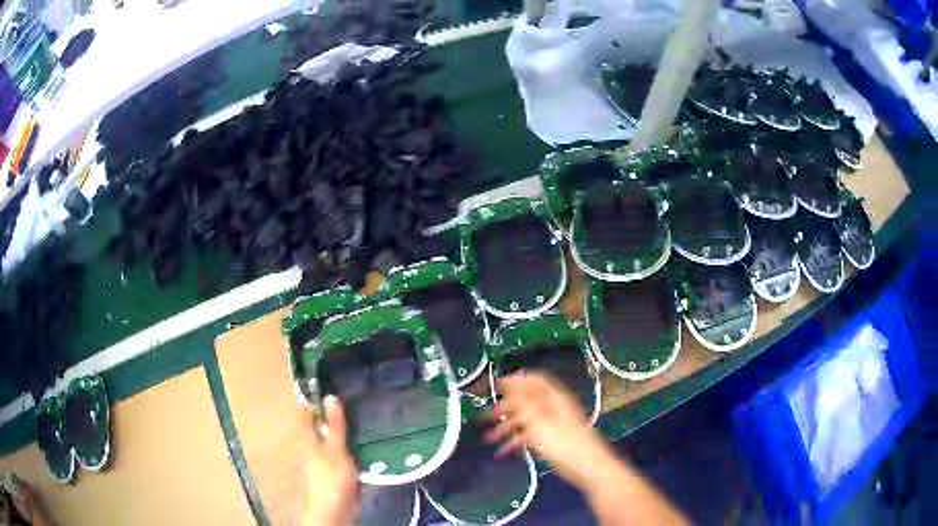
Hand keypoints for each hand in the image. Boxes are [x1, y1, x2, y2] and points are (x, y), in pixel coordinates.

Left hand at [302, 396, 359, 525]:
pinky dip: (358, 445)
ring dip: (352, 429)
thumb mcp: (335, 449)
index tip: (333, 384)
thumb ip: (335, 425)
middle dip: (339, 413)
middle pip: (325, 424)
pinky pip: (350, 452)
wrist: (337, 510)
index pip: (307, 412)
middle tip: (360, 397)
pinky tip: (373, 440)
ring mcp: (329, 458)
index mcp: (309, 438)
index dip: (316, 398)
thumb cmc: (331, 478)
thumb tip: (330, 396)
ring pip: (339, 438)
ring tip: (371, 414)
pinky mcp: (342, 469)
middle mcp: (316, 445)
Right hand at [486, 372, 614, 490]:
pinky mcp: (552, 440)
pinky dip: (517, 441)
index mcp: (555, 398)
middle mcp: (554, 408)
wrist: (588, 467)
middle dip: (507, 407)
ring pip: (526, 420)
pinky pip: (530, 436)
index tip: (497, 384)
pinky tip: (503, 451)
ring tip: (489, 438)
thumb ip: (524, 403)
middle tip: (488, 415)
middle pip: (527, 401)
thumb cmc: (565, 443)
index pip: (535, 381)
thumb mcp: (540, 421)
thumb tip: (512, 382)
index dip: (516, 380)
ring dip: (508, 427)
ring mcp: (553, 425)